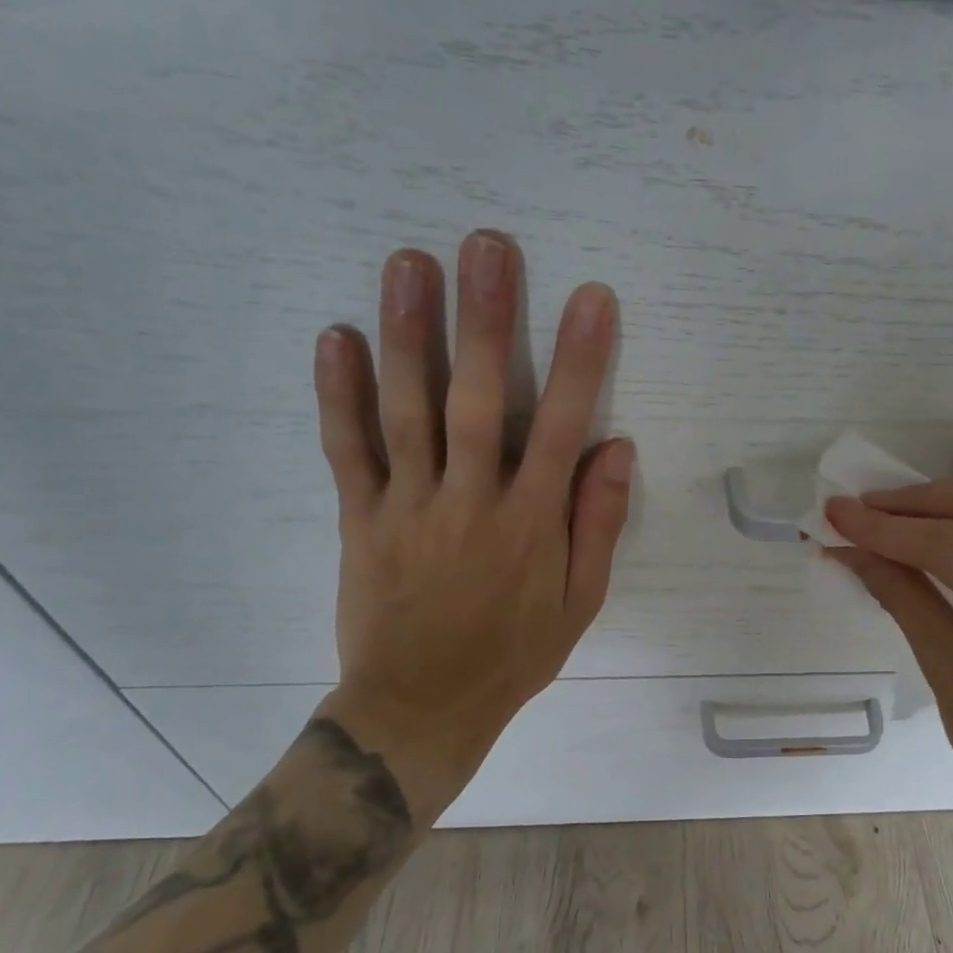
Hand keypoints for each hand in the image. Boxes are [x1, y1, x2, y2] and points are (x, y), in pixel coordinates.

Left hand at [310, 230, 632, 818]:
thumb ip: (598, 524)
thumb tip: (616, 448)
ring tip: (410, 263)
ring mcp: (408, 506)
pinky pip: (347, 451)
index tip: (590, 297)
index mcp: (531, 523)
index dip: (578, 359)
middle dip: (485, 319)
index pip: (559, 426)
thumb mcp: (580, 602)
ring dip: (409, 334)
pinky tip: (337, 337)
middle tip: (487, 246)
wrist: (422, 706)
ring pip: (407, 410)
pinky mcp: (360, 519)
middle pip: (476, 399)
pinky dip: (338, 395)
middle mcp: (470, 501)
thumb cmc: (513, 654)